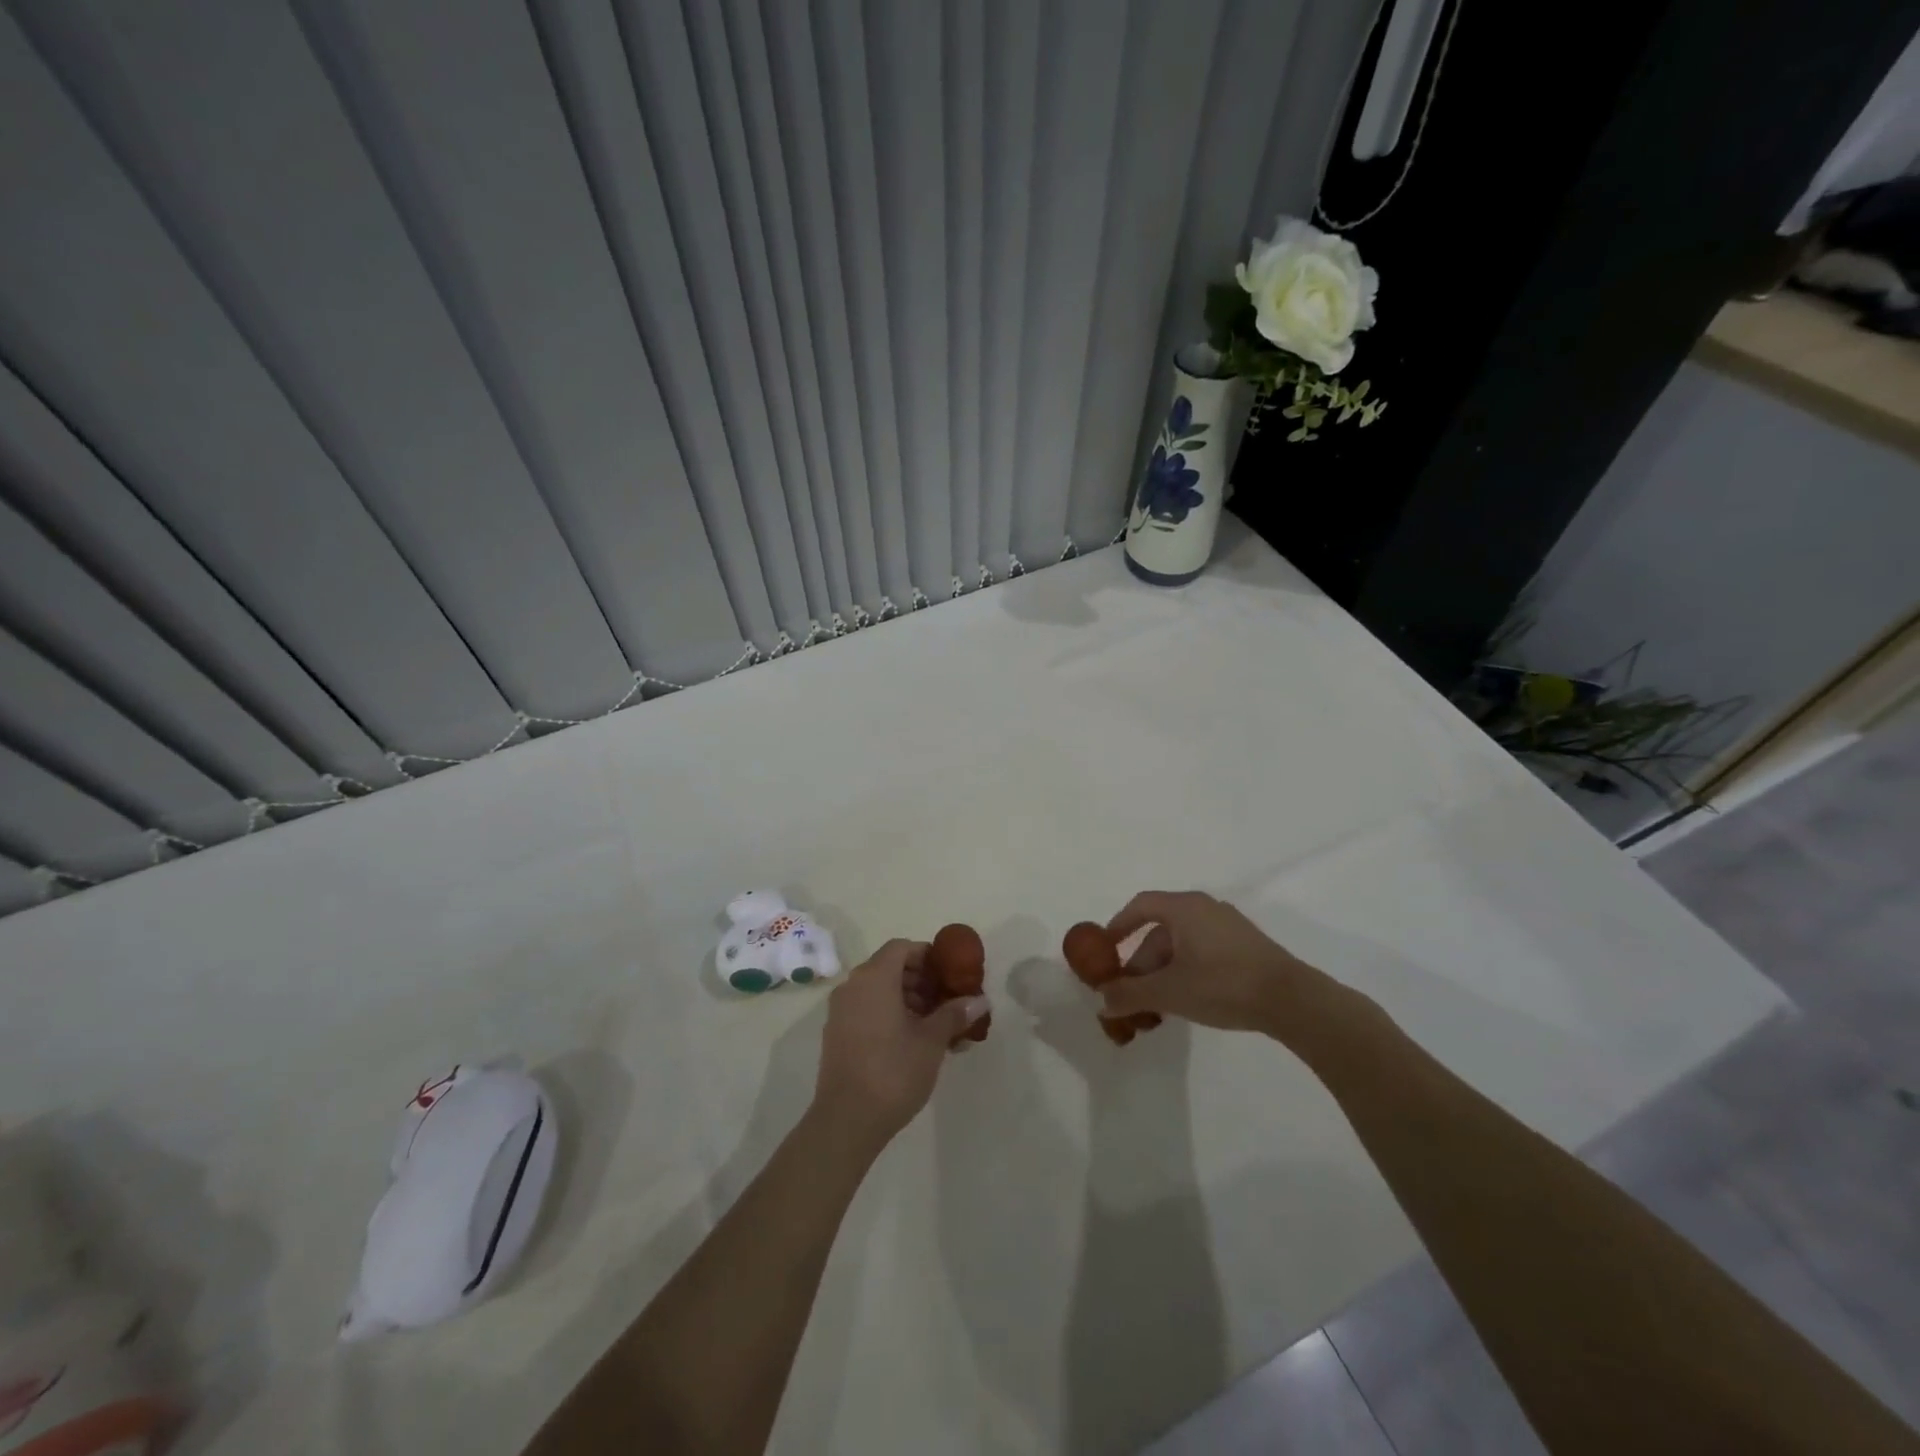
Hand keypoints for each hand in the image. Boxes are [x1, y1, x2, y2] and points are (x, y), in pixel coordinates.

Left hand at [812, 939, 989, 1146]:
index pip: (902, 948)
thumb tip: (980, 1000)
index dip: (928, 956)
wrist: (847, 1120)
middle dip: (921, 981)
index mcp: (874, 978)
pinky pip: (868, 1010)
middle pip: (890, 968)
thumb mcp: (931, 1041)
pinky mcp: (837, 1035)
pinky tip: (915, 1042)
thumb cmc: (893, 1071)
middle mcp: (853, 987)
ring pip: (879, 991)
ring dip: (909, 1000)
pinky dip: (891, 1015)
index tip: (949, 975)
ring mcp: (841, 1011)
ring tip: (937, 1026)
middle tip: (948, 1001)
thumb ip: (954, 1014)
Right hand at [1098, 890, 1344, 1039]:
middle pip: (1160, 930)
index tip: (1104, 952)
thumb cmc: (1222, 984)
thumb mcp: (1169, 992)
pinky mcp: (1246, 946)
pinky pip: (1202, 951)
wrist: (1292, 1001)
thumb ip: (1130, 995)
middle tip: (1131, 994)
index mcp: (1184, 907)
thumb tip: (1102, 1001)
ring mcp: (1228, 926)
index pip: (1139, 906)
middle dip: (1141, 963)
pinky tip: (1186, 1000)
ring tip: (1156, 1006)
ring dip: (1162, 972)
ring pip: (1182, 944)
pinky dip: (1186, 971)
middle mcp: (1205, 908)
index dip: (1117, 927)